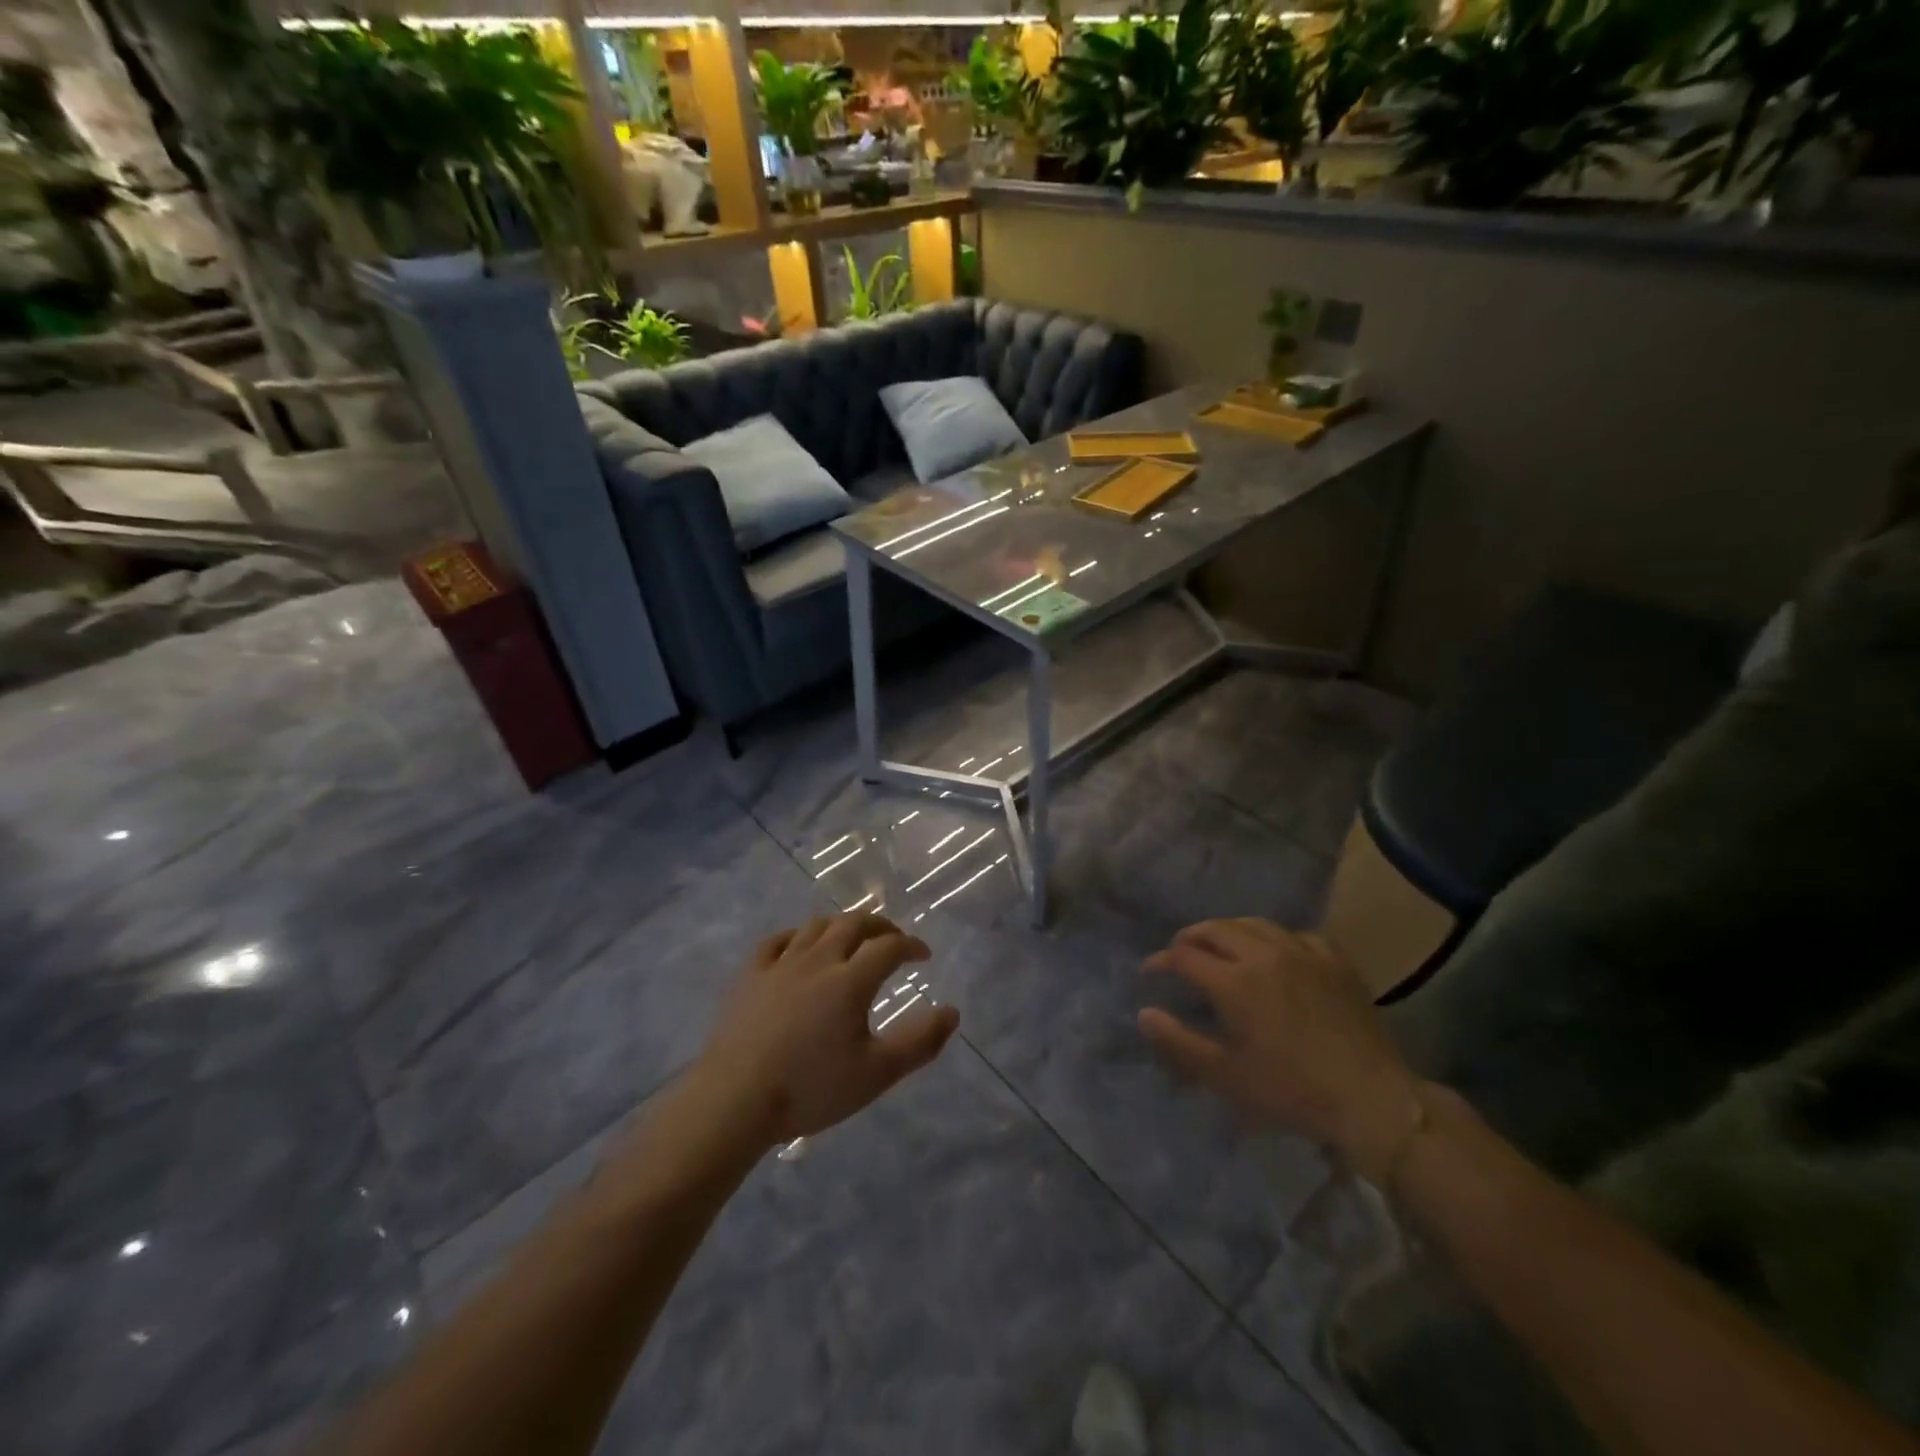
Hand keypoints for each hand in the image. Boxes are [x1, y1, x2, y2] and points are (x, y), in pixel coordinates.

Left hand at [690, 913, 959, 1149]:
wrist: (734, 1100)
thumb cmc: (810, 1089)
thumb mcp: (876, 1074)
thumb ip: (919, 1042)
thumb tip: (952, 1012)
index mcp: (850, 979)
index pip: (889, 947)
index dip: (911, 945)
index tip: (924, 956)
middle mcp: (818, 960)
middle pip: (853, 924)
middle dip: (880, 925)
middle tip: (893, 938)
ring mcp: (780, 964)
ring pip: (816, 926)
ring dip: (841, 925)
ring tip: (852, 937)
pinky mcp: (750, 975)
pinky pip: (776, 941)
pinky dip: (797, 936)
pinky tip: (800, 945)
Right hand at [1139, 918, 1424, 1183]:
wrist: (1372, 1098)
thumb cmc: (1292, 1091)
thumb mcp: (1226, 1076)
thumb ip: (1179, 1043)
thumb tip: (1144, 1013)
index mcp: (1234, 982)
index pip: (1183, 956)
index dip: (1160, 961)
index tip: (1150, 974)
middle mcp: (1263, 954)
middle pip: (1215, 929)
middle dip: (1190, 938)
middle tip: (1179, 954)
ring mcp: (1302, 952)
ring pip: (1253, 923)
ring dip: (1228, 931)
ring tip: (1220, 946)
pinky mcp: (1334, 960)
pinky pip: (1295, 934)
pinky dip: (1273, 938)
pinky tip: (1275, 953)